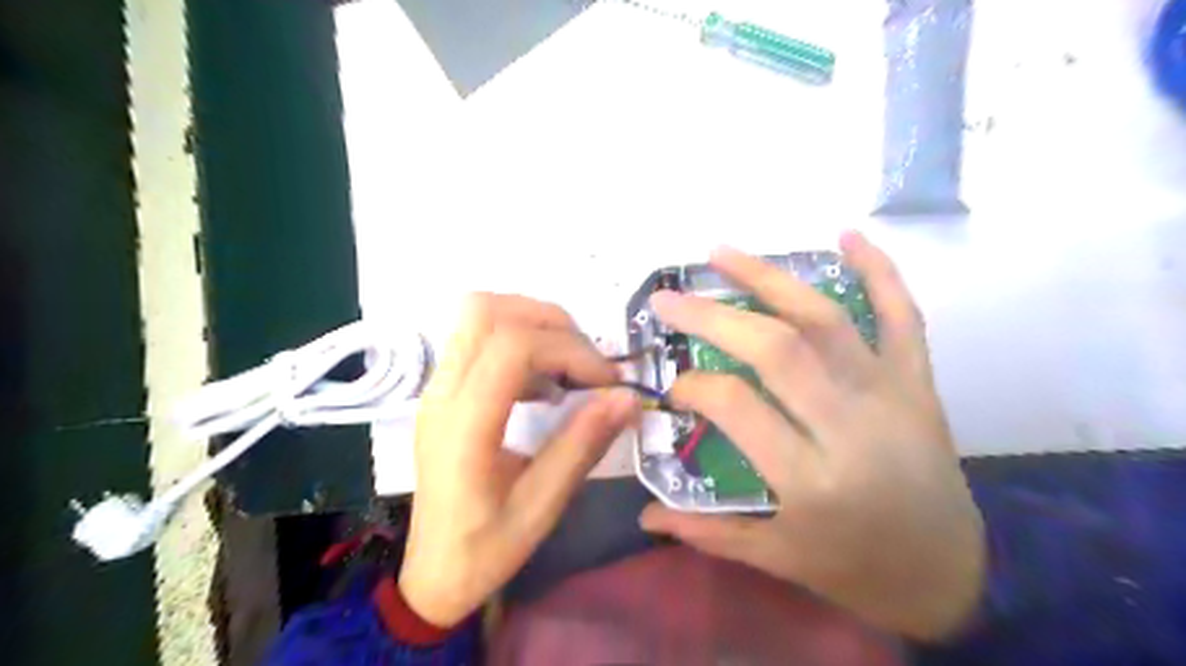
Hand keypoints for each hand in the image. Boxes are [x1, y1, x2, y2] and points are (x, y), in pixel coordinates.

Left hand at [398, 294, 638, 627]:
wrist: (432, 573)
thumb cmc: (484, 549)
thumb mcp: (541, 507)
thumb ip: (582, 445)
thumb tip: (627, 397)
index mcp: (463, 426)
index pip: (512, 347)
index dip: (569, 349)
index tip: (607, 381)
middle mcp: (442, 393)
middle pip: (488, 311)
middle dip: (552, 323)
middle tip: (589, 365)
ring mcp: (437, 387)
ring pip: (479, 314)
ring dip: (534, 325)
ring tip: (570, 369)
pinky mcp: (443, 390)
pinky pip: (478, 337)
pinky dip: (519, 340)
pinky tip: (544, 384)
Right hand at [641, 230, 983, 639]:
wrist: (954, 575)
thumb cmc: (856, 569)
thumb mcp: (777, 558)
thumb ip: (707, 533)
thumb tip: (645, 516)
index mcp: (810, 478)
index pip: (736, 406)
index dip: (693, 386)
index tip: (672, 384)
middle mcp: (850, 425)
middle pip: (776, 348)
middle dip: (712, 315)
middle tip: (668, 297)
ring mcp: (890, 394)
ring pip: (826, 319)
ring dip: (769, 278)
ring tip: (721, 252)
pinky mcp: (918, 383)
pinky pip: (904, 315)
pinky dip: (880, 270)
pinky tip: (847, 235)